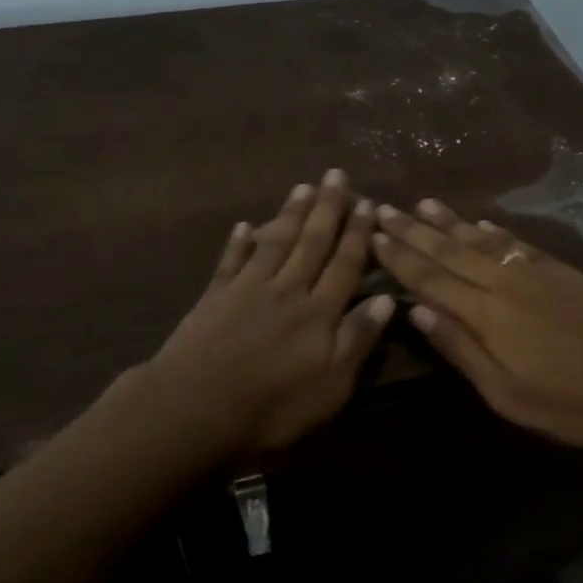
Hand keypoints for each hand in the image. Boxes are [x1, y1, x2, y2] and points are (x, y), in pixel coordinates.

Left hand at [145, 170, 395, 454]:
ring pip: (275, 243)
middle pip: (311, 243)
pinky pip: (231, 261)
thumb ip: (358, 338)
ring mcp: (248, 289)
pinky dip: (238, 243)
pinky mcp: (215, 297)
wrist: (196, 407)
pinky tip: (243, 226)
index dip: (358, 234)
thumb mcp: (332, 384)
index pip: (345, 264)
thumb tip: (386, 299)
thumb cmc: (274, 404)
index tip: (367, 203)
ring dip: (290, 214)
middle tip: (335, 175)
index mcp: (319, 311)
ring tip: (302, 188)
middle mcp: (287, 289)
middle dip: (327, 208)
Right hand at [370, 199, 582, 453]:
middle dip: (415, 230)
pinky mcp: (567, 272)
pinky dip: (496, 232)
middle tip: (384, 208)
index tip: (373, 235)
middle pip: (452, 251)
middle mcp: (507, 282)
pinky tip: (483, 223)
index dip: (400, 257)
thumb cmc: (566, 405)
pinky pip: (520, 244)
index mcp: (487, 313)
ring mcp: (539, 272)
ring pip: (485, 240)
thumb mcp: (503, 392)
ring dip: (451, 221)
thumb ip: (459, 347)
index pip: (431, 278)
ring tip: (424, 203)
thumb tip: (415, 309)